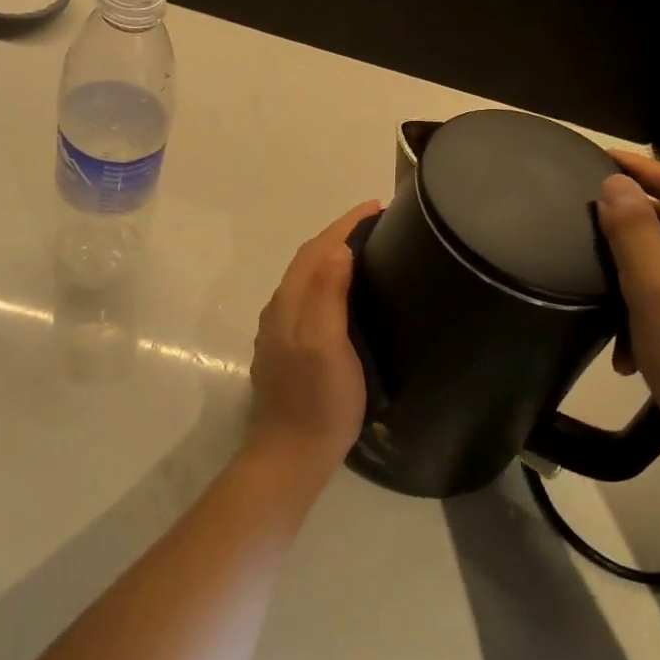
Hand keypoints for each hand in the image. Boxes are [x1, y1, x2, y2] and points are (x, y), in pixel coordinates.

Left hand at [247, 201, 381, 477]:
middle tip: (378, 223)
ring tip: (368, 249)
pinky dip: (328, 280)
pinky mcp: (287, 347)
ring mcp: (281, 329)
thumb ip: (327, 295)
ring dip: (333, 255)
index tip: (377, 206)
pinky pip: (309, 297)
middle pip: (309, 258)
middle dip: (340, 234)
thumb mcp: (326, 345)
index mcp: (289, 302)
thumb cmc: (318, 400)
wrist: (291, 454)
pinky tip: (346, 292)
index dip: (345, 224)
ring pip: (307, 278)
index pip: (316, 248)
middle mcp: (280, 308)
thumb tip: (338, 246)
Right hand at [596, 152, 659, 480]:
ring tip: (603, 309)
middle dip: (630, 236)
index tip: (592, 156)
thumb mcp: (655, 291)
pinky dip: (655, 316)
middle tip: (582, 234)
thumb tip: (615, 184)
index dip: (636, 168)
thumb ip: (633, 230)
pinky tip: (630, 353)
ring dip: (637, 285)